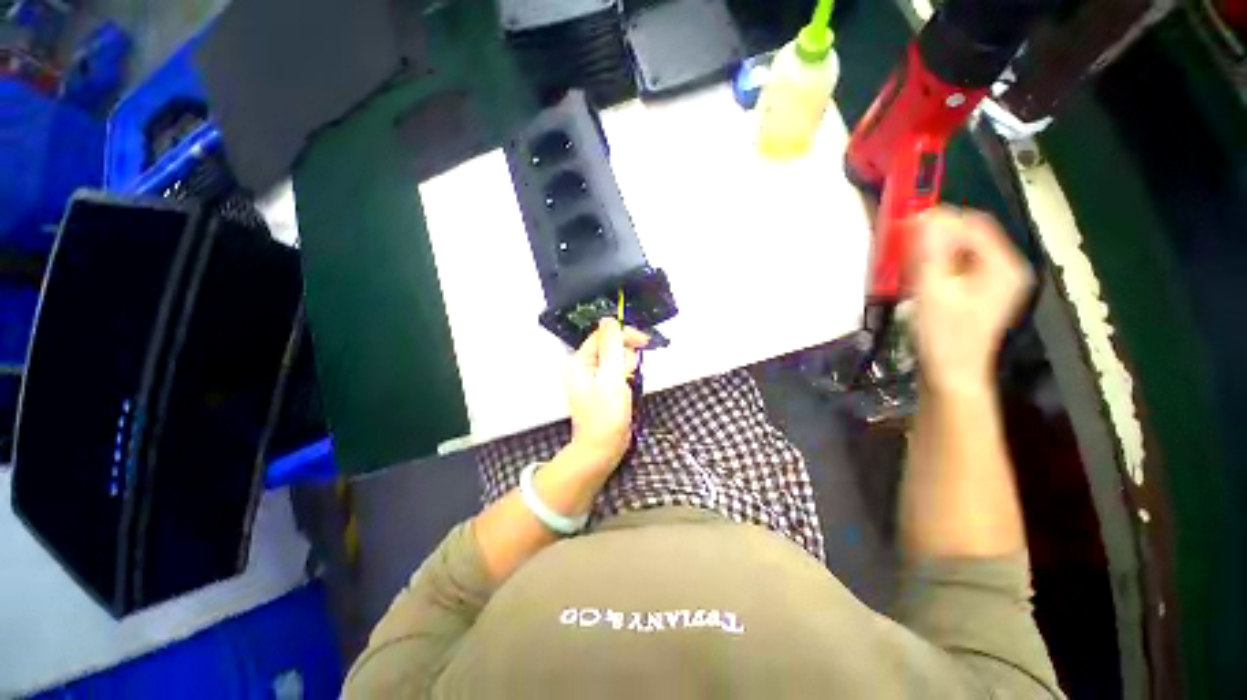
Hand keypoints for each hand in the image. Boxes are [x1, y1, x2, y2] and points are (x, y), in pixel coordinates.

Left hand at [565, 318, 648, 473]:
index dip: (623, 335)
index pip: (603, 335)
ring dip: (627, 368)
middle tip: (628, 373)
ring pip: (617, 360)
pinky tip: (626, 389)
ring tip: (626, 385)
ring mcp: (594, 378)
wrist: (602, 449)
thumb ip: (612, 347)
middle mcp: (584, 366)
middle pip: (610, 346)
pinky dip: (625, 377)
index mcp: (580, 361)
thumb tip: (609, 319)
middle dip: (625, 356)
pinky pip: (617, 373)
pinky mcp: (603, 388)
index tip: (644, 342)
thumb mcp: (611, 377)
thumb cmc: (606, 414)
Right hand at [909, 208, 1032, 394]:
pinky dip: (935, 264)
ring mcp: (993, 283)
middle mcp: (1004, 269)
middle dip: (934, 235)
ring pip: (961, 251)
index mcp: (1002, 266)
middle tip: (902, 243)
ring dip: (932, 250)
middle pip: (969, 236)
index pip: (974, 224)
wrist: (950, 375)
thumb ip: (930, 253)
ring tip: (905, 259)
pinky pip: (957, 266)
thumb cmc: (943, 336)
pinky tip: (917, 274)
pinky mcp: (978, 294)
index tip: (906, 223)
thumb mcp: (933, 292)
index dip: (941, 219)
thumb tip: (925, 217)